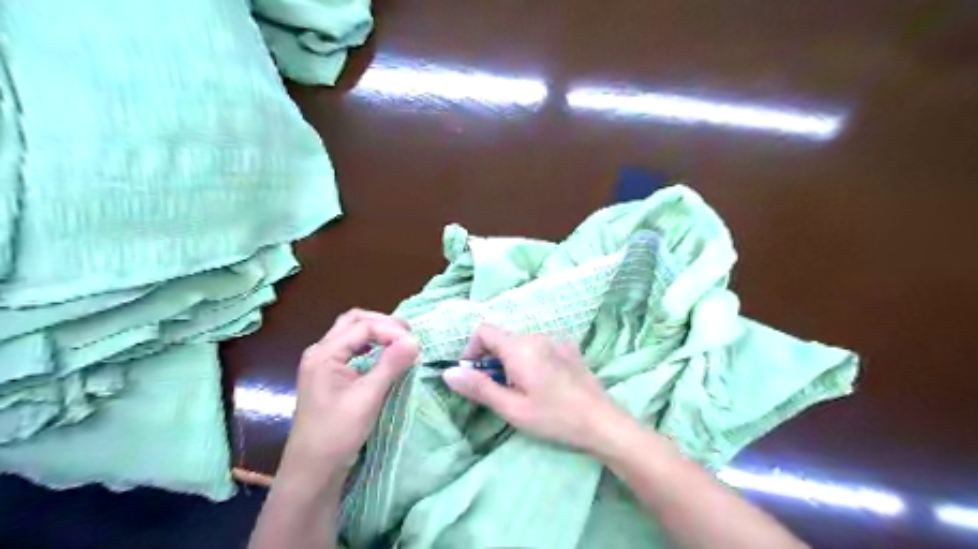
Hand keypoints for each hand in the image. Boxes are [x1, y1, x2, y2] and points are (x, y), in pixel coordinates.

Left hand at [282, 308, 420, 475]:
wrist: (312, 471)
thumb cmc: (337, 433)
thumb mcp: (368, 397)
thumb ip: (391, 365)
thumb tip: (415, 341)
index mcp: (324, 354)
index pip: (363, 326)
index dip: (391, 330)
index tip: (414, 344)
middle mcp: (320, 352)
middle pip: (353, 321)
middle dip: (383, 323)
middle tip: (408, 335)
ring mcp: (322, 363)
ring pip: (351, 332)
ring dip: (376, 332)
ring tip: (399, 342)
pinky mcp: (328, 376)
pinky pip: (351, 348)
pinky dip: (370, 345)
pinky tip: (383, 355)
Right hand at [446, 324, 630, 451]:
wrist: (602, 422)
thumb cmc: (554, 417)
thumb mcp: (511, 408)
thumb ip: (479, 387)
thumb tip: (449, 372)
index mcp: (519, 347)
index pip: (483, 331)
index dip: (472, 351)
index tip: (473, 376)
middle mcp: (536, 336)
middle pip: (502, 338)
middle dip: (491, 360)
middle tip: (498, 391)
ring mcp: (555, 341)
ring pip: (520, 343)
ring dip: (510, 362)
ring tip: (521, 391)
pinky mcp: (569, 349)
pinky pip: (539, 348)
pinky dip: (530, 360)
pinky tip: (542, 385)